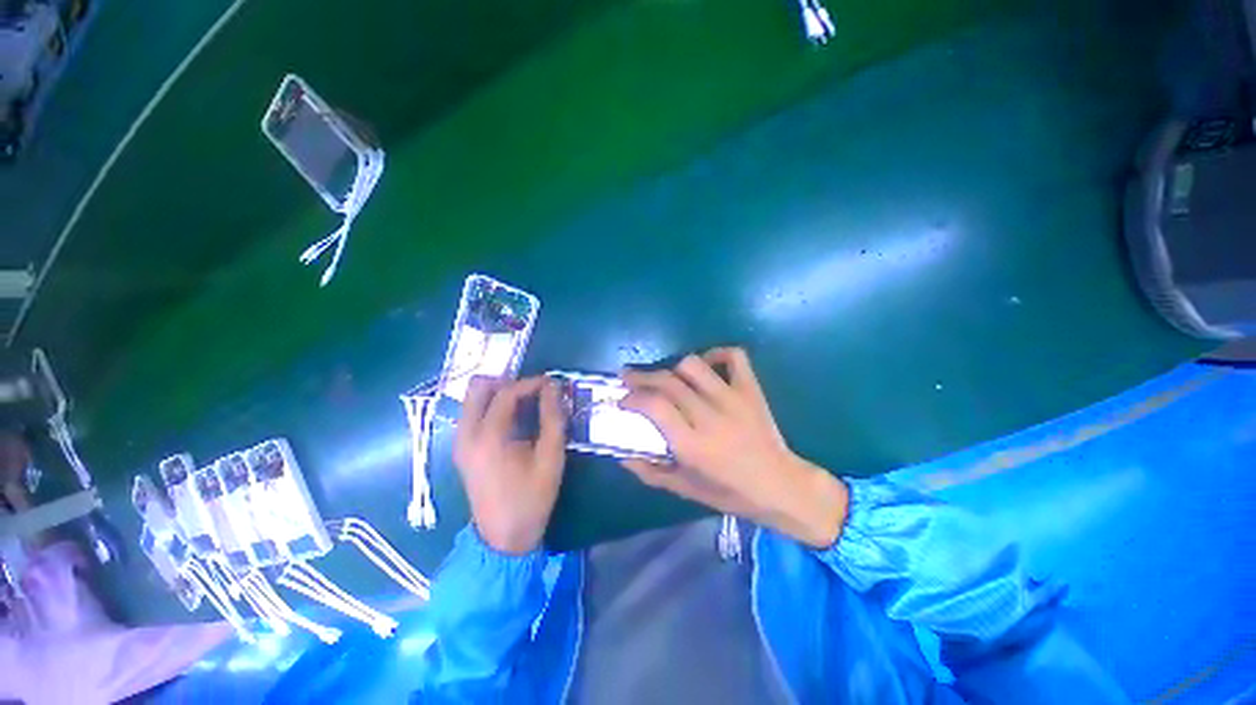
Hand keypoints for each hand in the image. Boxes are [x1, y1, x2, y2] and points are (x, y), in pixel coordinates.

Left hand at [454, 376, 566, 554]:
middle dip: (508, 382)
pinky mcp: (461, 449)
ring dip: (500, 394)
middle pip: (479, 387)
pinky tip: (513, 420)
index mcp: (489, 437)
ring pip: (473, 398)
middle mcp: (466, 433)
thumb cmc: (531, 497)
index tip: (552, 383)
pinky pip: (473, 413)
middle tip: (534, 392)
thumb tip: (554, 386)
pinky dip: (492, 407)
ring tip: (527, 404)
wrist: (503, 538)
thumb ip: (553, 417)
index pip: (506, 393)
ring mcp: (460, 441)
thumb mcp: (551, 457)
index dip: (531, 383)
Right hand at [620, 348, 848, 548]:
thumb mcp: (686, 490)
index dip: (633, 397)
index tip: (623, 400)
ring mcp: (733, 398)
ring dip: (673, 368)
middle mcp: (710, 416)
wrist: (782, 486)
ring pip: (693, 365)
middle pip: (668, 381)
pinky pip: (734, 357)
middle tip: (629, 379)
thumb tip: (623, 457)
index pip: (654, 406)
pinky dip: (716, 353)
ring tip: (666, 377)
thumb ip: (651, 473)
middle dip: (642, 377)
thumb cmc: (732, 493)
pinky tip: (706, 364)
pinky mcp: (751, 390)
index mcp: (693, 444)